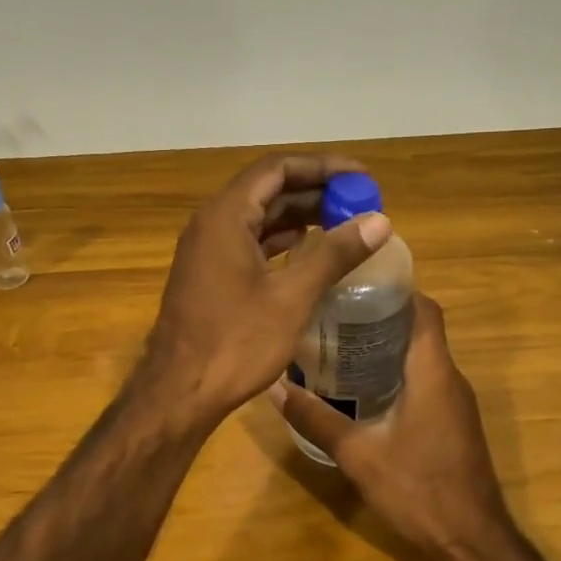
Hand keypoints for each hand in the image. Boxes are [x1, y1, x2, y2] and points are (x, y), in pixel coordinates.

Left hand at [142, 155, 390, 428]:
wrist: (180, 393)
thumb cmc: (235, 342)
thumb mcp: (292, 297)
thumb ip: (334, 254)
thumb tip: (380, 221)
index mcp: (226, 216)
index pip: (277, 169)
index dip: (322, 167)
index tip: (361, 177)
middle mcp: (212, 224)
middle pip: (268, 190)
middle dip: (315, 192)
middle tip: (360, 203)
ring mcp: (207, 250)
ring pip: (259, 217)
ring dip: (300, 216)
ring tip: (345, 224)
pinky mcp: (210, 274)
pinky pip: (250, 242)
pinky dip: (282, 241)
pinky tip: (309, 251)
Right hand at [272, 293, 512, 553]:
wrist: (471, 540)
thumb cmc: (417, 490)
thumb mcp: (357, 454)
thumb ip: (315, 418)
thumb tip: (273, 387)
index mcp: (433, 373)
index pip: (424, 310)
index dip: (396, 289)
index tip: (356, 282)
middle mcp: (450, 379)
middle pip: (421, 329)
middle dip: (382, 315)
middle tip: (335, 311)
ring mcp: (456, 402)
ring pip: (424, 356)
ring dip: (389, 344)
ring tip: (341, 342)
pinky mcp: (454, 421)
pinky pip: (427, 379)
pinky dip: (398, 371)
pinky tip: (363, 386)